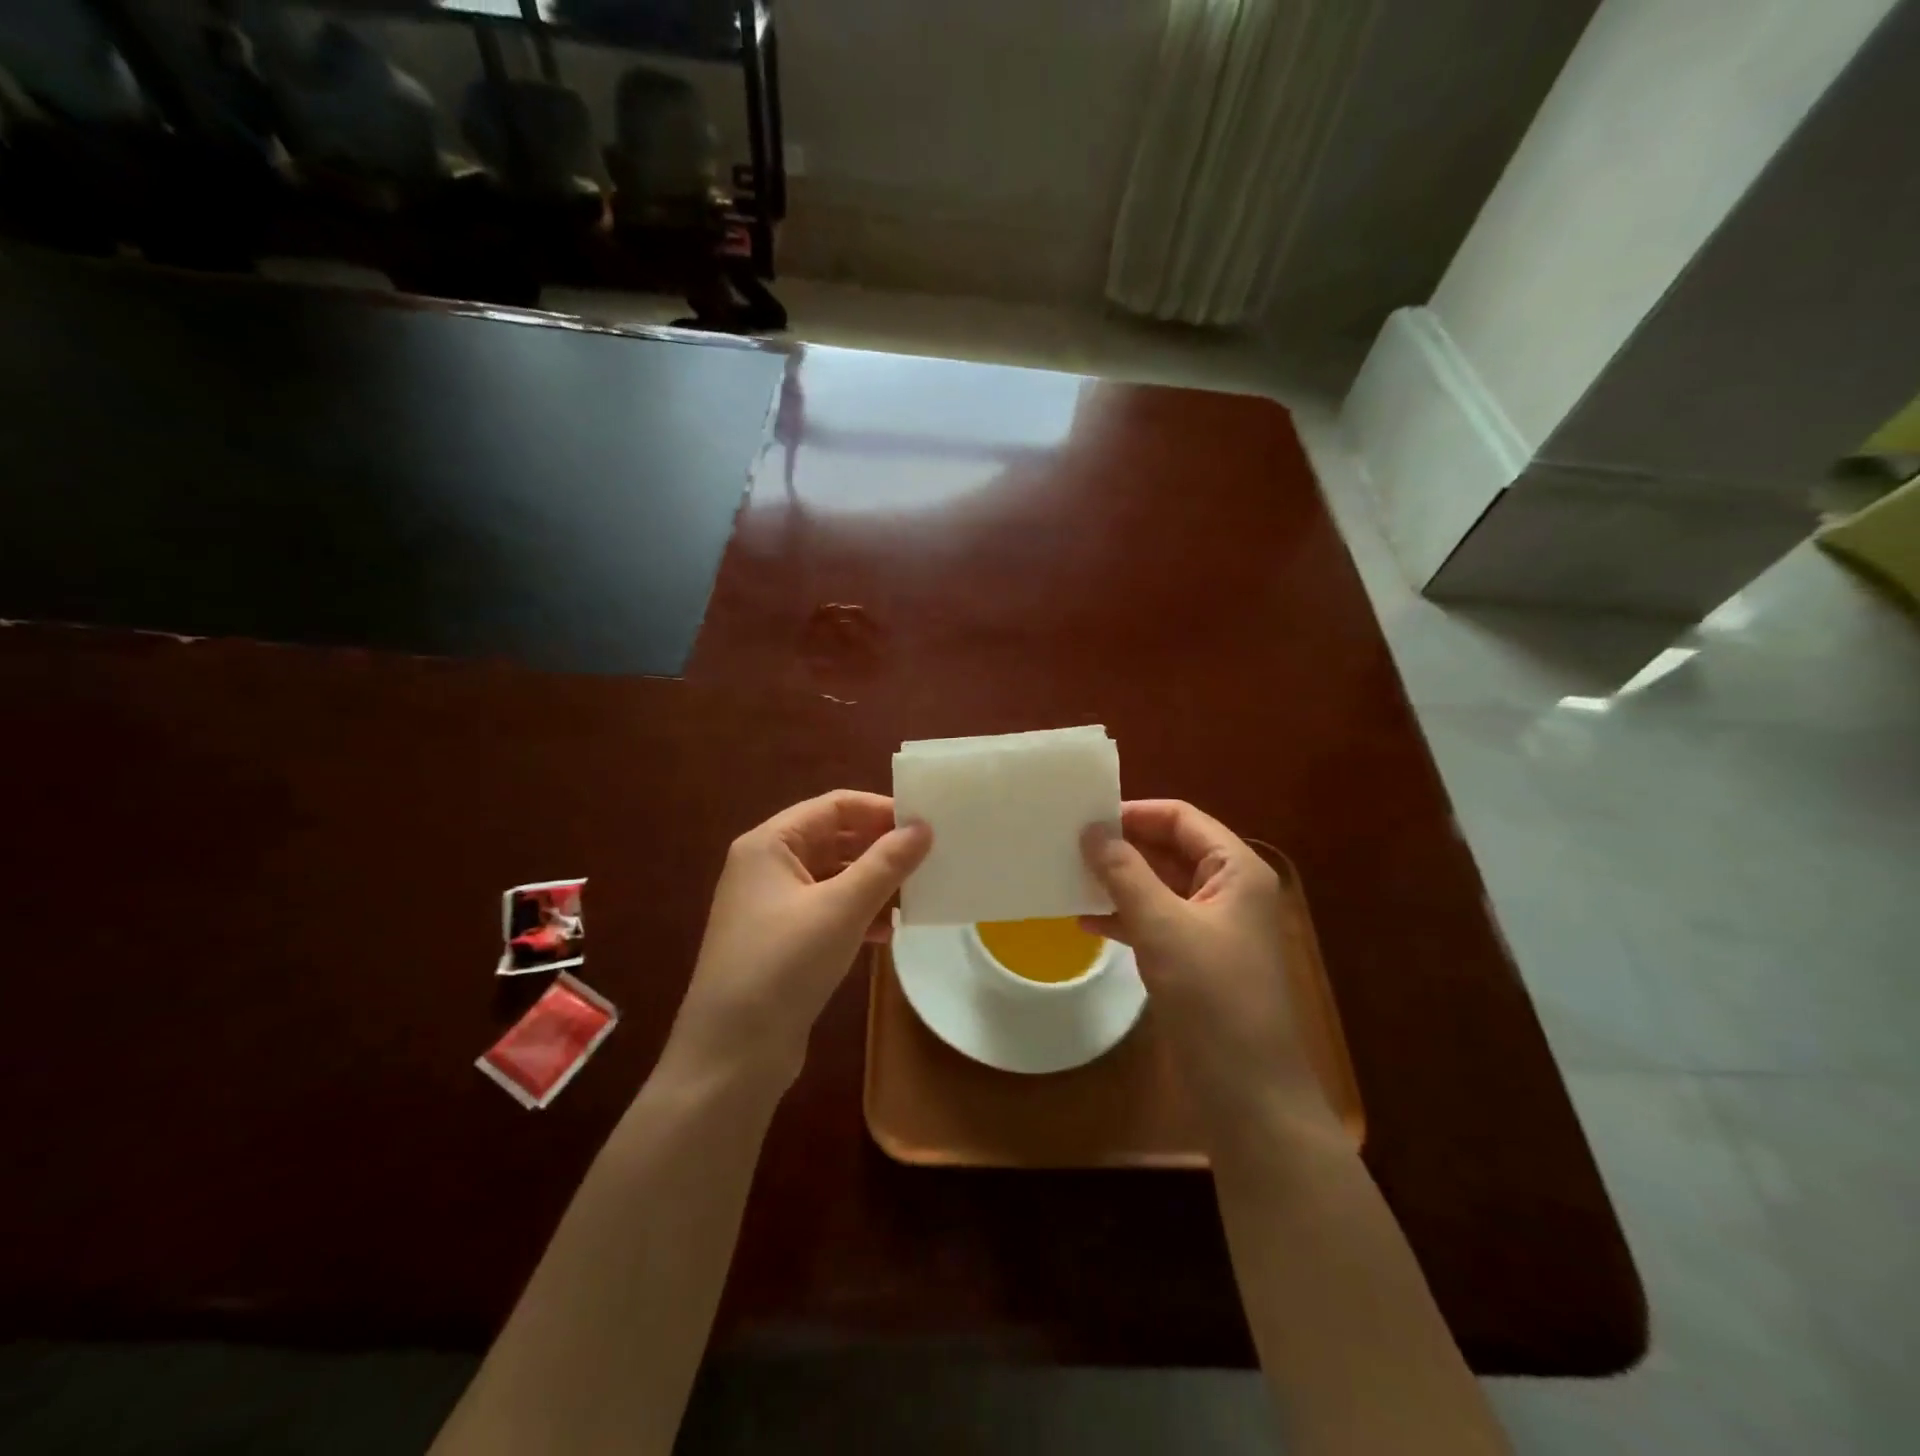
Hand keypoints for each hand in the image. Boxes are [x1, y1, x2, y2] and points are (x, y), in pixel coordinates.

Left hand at [665, 791, 931, 1091]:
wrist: (731, 1055)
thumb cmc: (783, 965)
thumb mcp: (841, 909)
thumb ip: (885, 864)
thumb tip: (923, 827)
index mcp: (770, 844)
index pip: (834, 806)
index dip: (881, 810)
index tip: (926, 824)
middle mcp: (767, 866)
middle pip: (834, 838)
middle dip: (881, 847)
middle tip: (930, 857)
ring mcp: (772, 905)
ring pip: (835, 876)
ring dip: (874, 882)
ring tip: (918, 894)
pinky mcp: (782, 940)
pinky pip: (829, 909)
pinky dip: (859, 912)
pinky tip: (890, 929)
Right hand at [1081, 800, 1334, 1139]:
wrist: (1249, 1093)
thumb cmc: (1213, 997)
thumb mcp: (1163, 927)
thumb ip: (1126, 874)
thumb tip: (1092, 830)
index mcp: (1235, 870)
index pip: (1180, 819)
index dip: (1134, 813)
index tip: (1084, 818)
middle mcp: (1227, 890)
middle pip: (1169, 849)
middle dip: (1122, 847)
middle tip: (1068, 845)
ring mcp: (1211, 926)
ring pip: (1158, 886)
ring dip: (1118, 882)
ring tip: (1069, 877)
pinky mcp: (1195, 959)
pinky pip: (1155, 921)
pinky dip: (1124, 917)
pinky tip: (1085, 922)